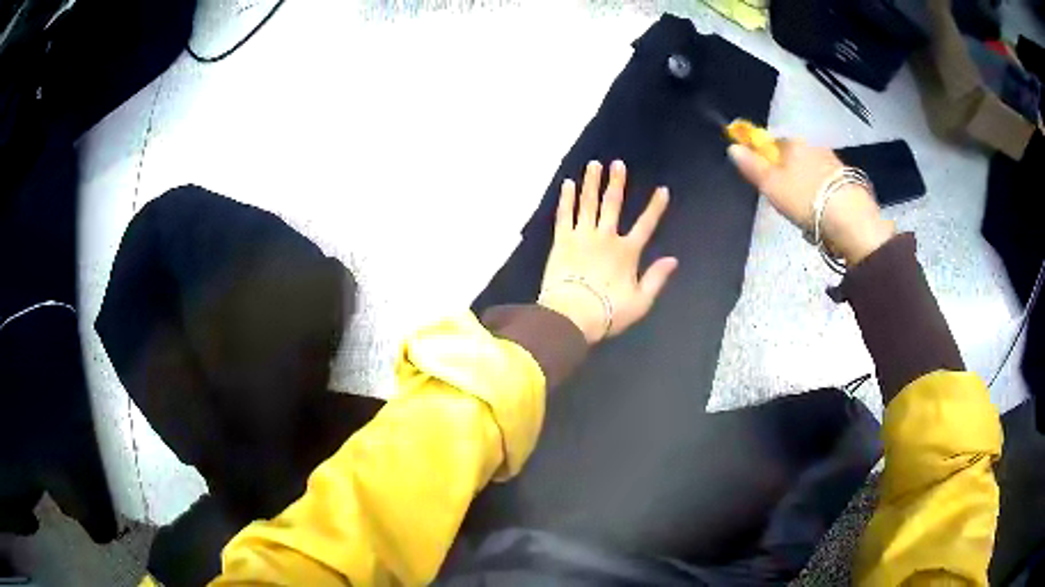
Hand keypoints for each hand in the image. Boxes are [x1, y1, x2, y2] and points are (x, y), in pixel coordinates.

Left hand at [539, 160, 677, 343]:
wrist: (571, 315)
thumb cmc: (608, 312)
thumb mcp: (640, 301)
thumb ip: (657, 278)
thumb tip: (673, 260)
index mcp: (627, 252)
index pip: (646, 224)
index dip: (655, 207)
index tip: (662, 190)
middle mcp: (605, 237)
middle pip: (612, 204)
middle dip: (617, 183)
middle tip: (617, 163)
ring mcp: (582, 236)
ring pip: (588, 203)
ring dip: (591, 183)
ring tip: (593, 165)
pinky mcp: (562, 240)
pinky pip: (565, 214)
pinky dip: (566, 198)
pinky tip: (568, 184)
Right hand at [728, 140, 894, 264]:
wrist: (849, 219)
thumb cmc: (805, 199)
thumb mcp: (771, 186)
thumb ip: (752, 166)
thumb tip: (733, 147)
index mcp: (794, 143)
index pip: (773, 143)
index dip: (767, 159)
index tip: (767, 181)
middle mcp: (815, 146)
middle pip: (795, 158)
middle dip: (789, 175)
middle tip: (787, 202)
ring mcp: (834, 163)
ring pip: (813, 172)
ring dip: (808, 187)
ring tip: (807, 213)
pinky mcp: (849, 181)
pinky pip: (828, 186)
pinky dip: (823, 197)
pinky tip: (824, 214)